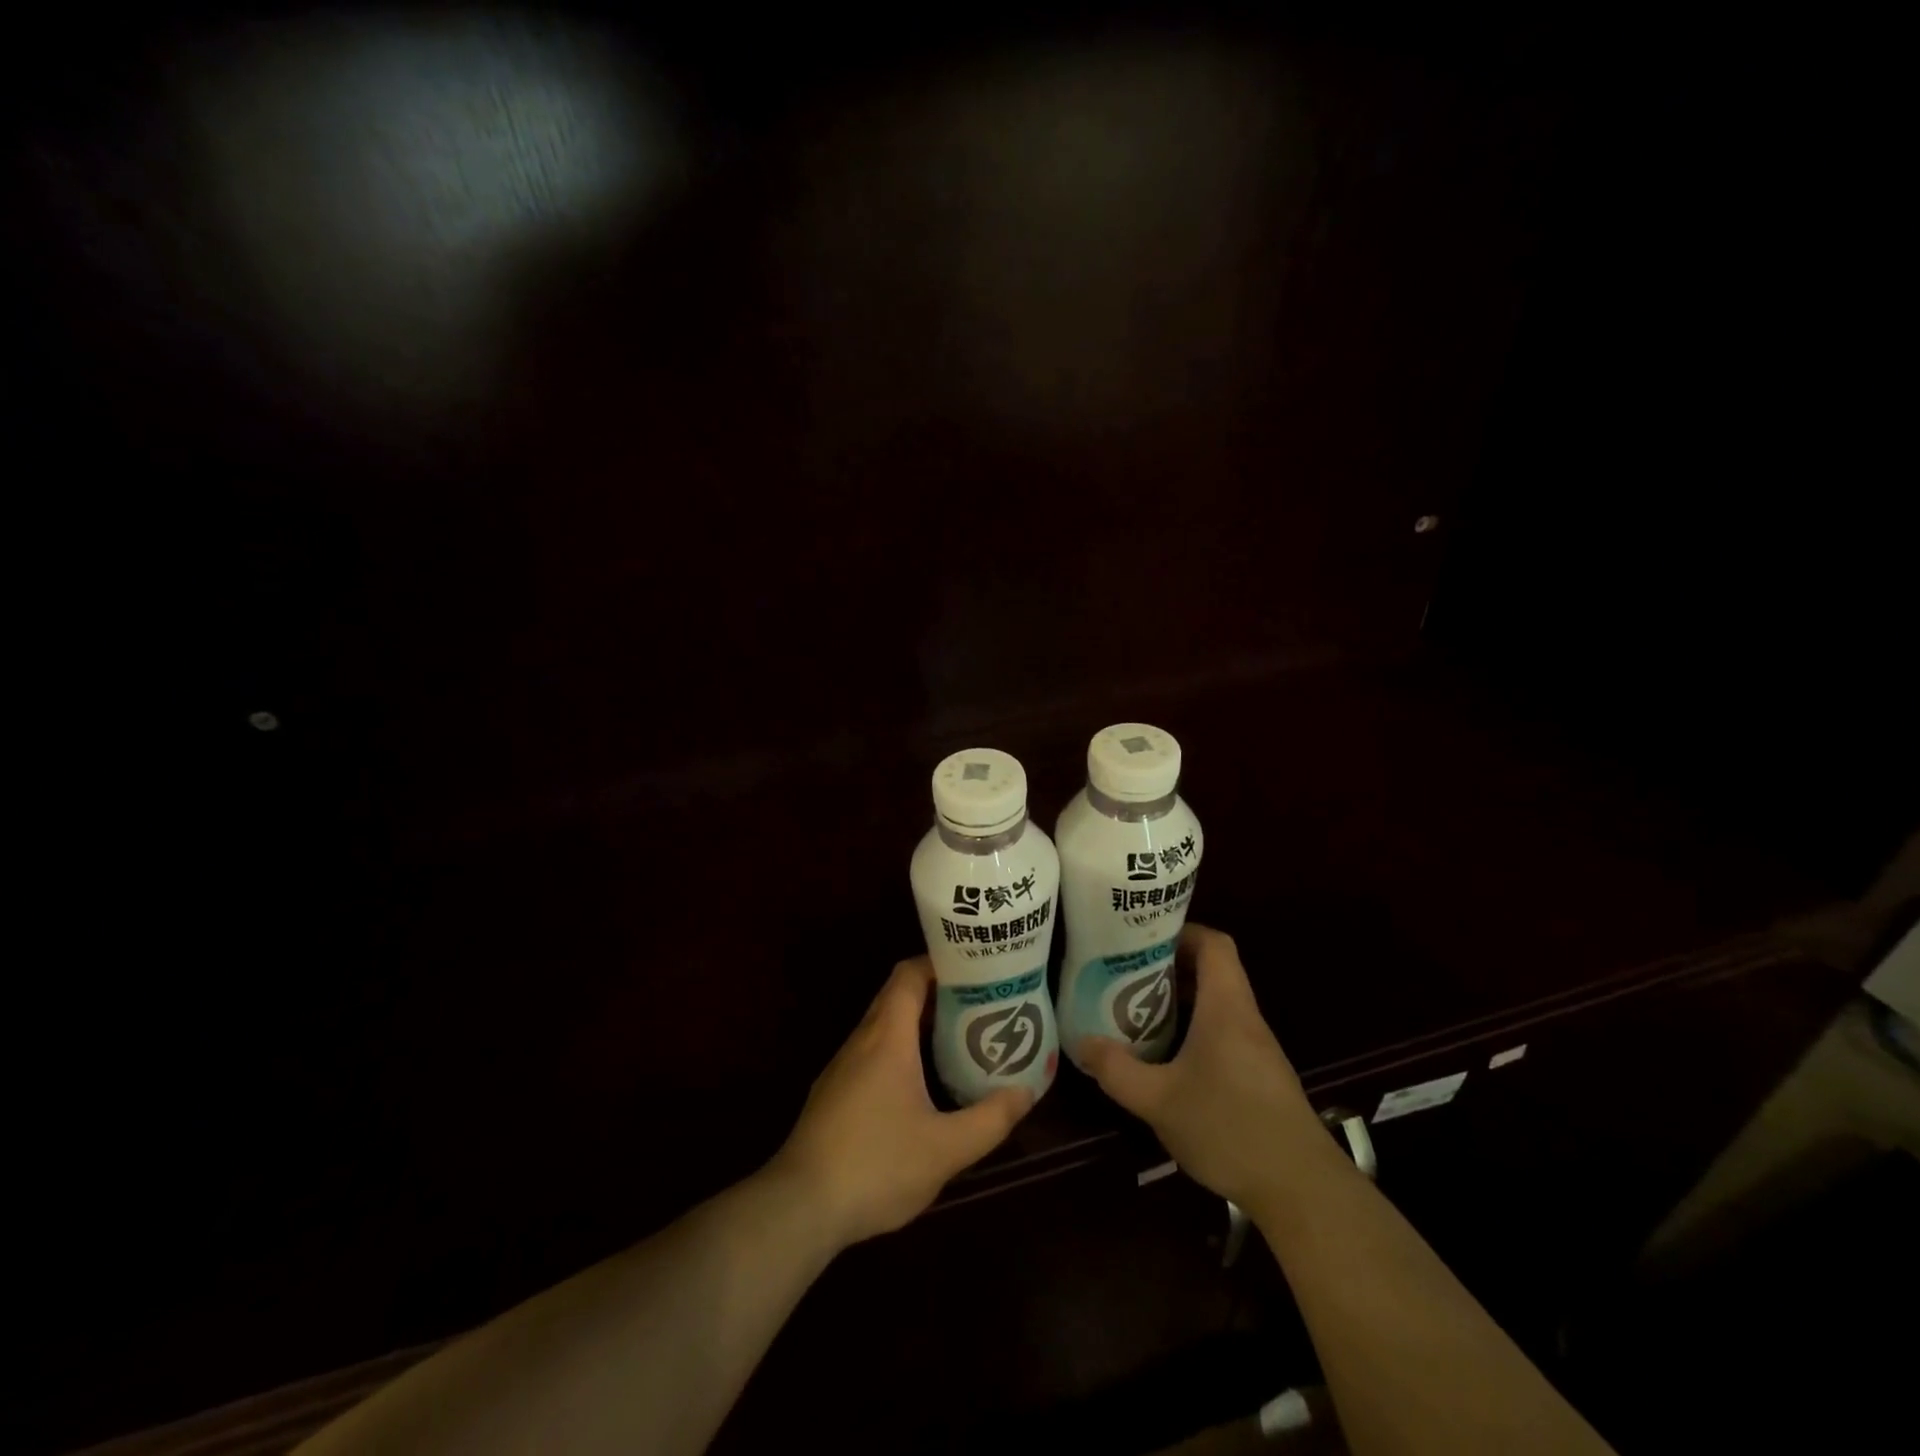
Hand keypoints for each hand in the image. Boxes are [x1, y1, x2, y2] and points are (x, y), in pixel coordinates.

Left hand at [769, 957, 1033, 1249]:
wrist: (800, 1206)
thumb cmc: (876, 1165)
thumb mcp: (945, 1149)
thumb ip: (990, 1119)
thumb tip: (1026, 1092)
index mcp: (887, 1037)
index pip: (909, 974)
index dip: (940, 963)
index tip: (975, 968)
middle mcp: (862, 1040)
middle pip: (898, 995)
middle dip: (937, 992)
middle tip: (979, 1001)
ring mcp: (844, 1066)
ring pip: (884, 1025)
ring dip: (919, 1022)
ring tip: (960, 1036)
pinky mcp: (835, 1092)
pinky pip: (873, 1050)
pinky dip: (901, 1048)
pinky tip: (923, 1080)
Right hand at [1078, 924, 1329, 1215]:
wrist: (1302, 1190)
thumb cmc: (1229, 1128)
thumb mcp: (1159, 1100)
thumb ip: (1117, 1070)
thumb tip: (1083, 1042)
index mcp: (1226, 1007)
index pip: (1214, 943)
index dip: (1181, 931)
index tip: (1142, 939)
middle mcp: (1245, 1018)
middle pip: (1214, 970)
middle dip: (1170, 966)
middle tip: (1127, 974)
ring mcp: (1257, 1048)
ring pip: (1218, 1003)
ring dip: (1181, 1000)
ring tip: (1138, 1011)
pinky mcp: (1260, 1076)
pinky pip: (1224, 1032)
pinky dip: (1195, 1029)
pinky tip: (1168, 1058)